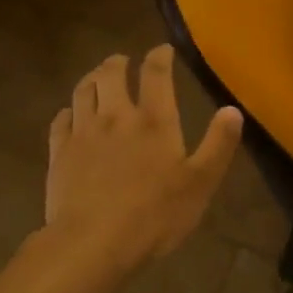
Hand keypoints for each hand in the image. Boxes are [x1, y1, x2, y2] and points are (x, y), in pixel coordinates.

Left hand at [45, 46, 242, 273]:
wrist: (93, 242)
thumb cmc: (155, 215)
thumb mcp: (200, 183)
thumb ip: (218, 145)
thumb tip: (232, 110)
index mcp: (154, 121)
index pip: (156, 74)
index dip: (160, 56)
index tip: (163, 50)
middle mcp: (116, 116)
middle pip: (111, 74)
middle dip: (118, 62)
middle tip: (123, 61)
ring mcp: (83, 133)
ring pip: (83, 91)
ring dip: (91, 79)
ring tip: (97, 79)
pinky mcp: (59, 153)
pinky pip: (60, 121)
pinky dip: (67, 112)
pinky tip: (69, 115)